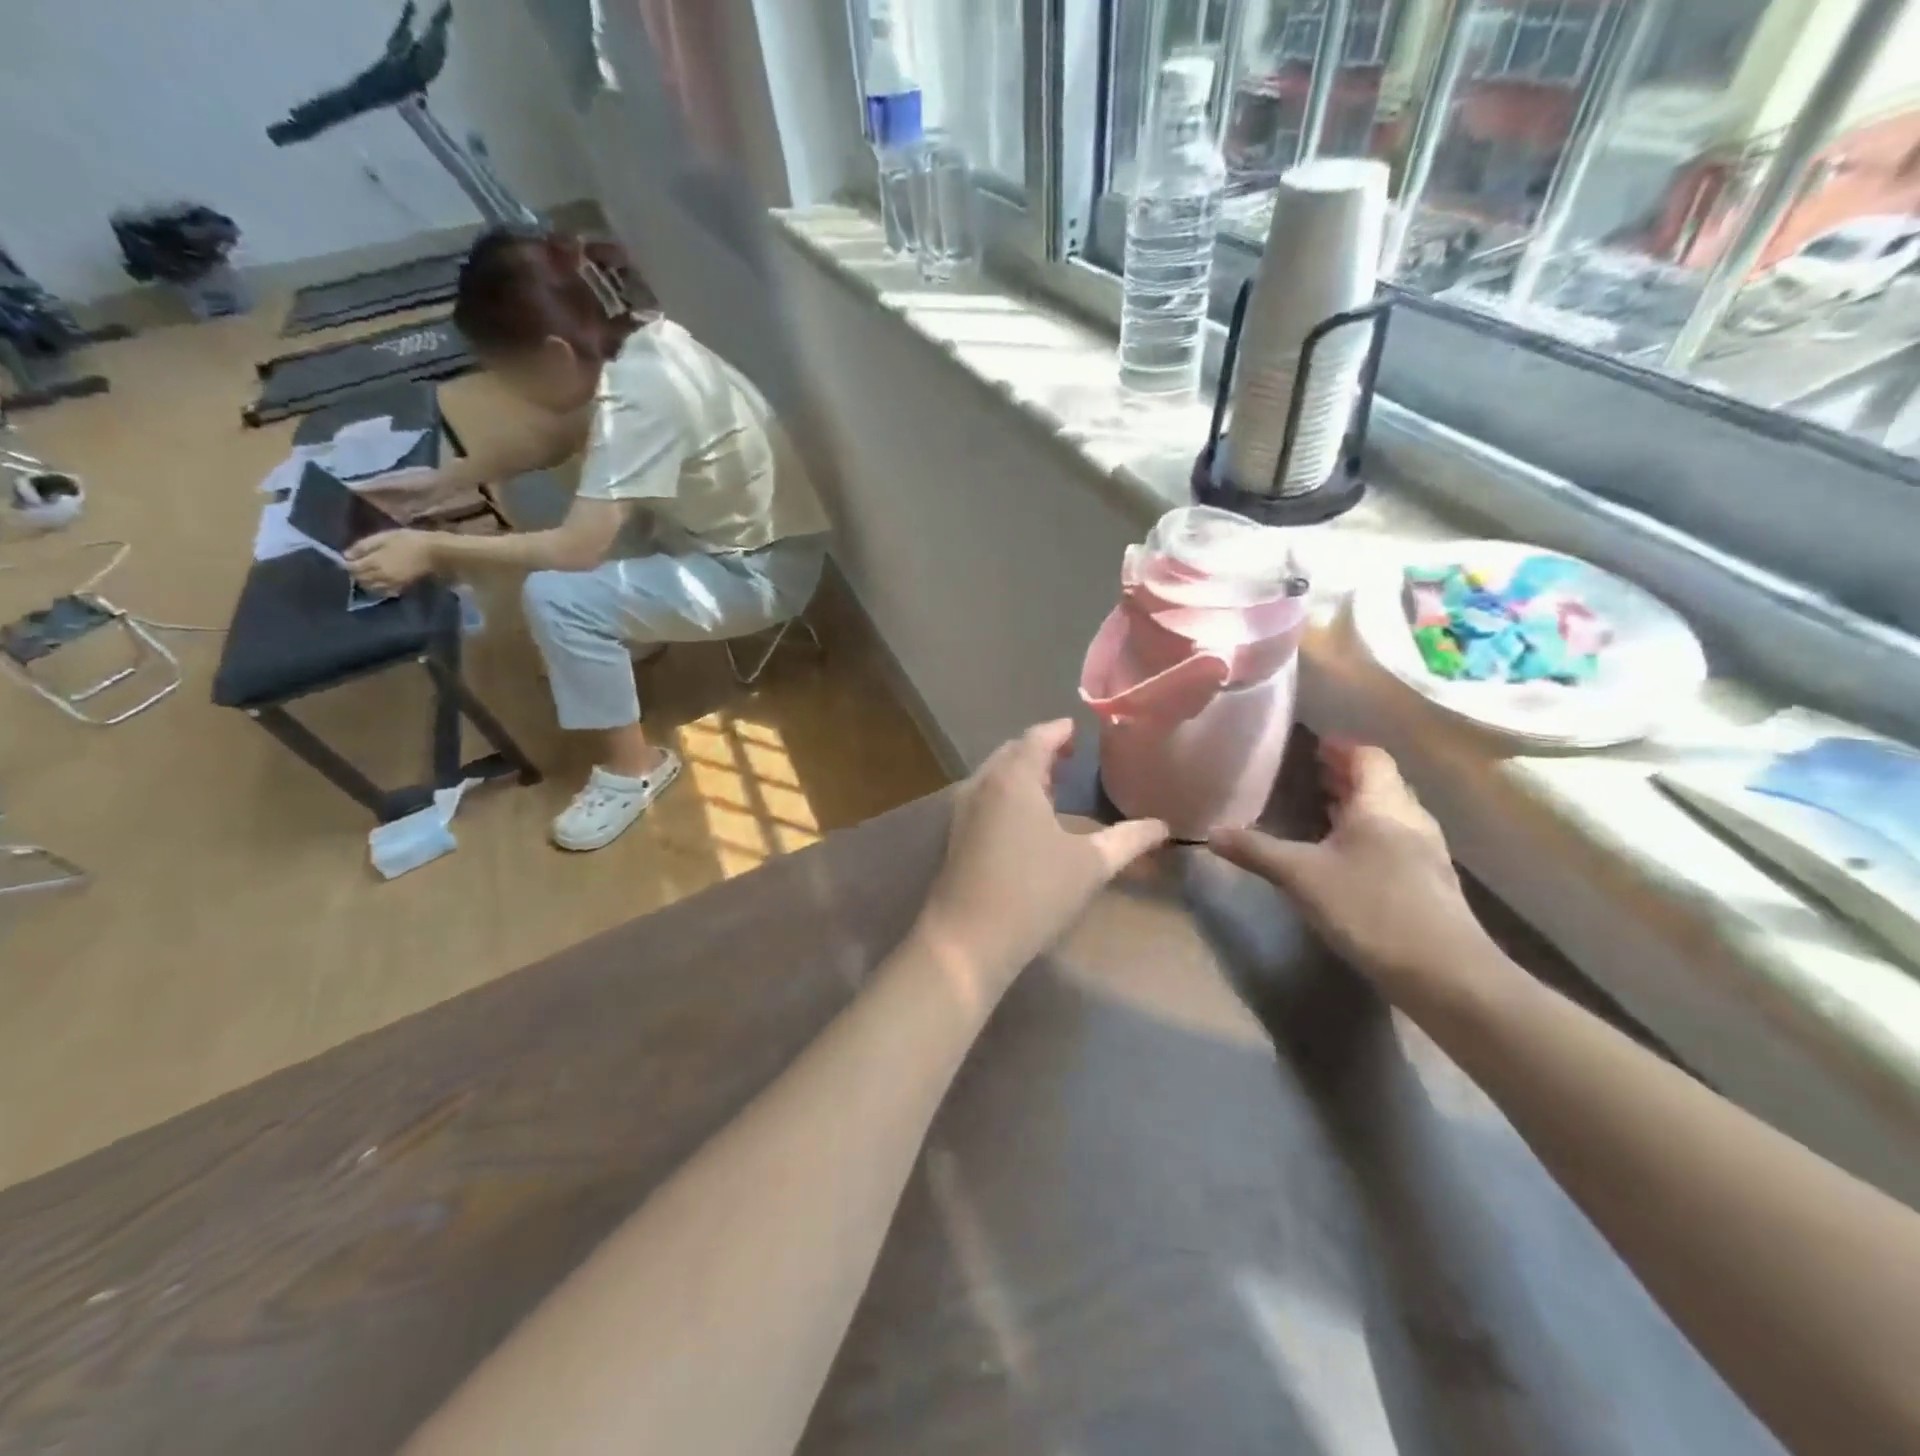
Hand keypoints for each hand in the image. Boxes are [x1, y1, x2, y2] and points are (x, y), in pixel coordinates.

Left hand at [345, 529, 437, 593]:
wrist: (435, 554)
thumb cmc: (409, 541)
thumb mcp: (384, 537)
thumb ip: (363, 546)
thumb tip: (346, 555)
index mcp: (374, 562)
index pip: (351, 567)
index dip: (347, 563)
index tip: (348, 558)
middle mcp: (380, 576)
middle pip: (360, 579)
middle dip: (356, 573)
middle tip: (358, 566)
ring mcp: (392, 583)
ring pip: (371, 587)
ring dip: (366, 582)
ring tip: (368, 575)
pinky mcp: (402, 587)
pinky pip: (385, 591)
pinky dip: (379, 588)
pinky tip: (381, 583)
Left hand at [916, 720, 1168, 997]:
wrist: (967, 938)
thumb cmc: (1034, 892)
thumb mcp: (1091, 865)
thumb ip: (1129, 840)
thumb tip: (1163, 826)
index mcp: (1015, 778)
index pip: (1037, 738)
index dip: (1059, 732)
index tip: (1076, 731)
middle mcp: (983, 783)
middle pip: (1013, 752)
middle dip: (1040, 750)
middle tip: (1068, 756)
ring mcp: (964, 809)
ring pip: (995, 775)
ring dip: (1022, 772)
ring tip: (1051, 784)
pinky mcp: (956, 834)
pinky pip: (985, 795)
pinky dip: (1006, 792)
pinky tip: (1025, 817)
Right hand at [1208, 741, 1491, 1008]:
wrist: (1445, 974)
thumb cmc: (1370, 908)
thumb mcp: (1301, 877)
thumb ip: (1257, 851)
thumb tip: (1211, 833)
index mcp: (1383, 804)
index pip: (1369, 757)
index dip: (1342, 747)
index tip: (1315, 744)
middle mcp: (1410, 818)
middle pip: (1381, 782)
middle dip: (1347, 775)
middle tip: (1311, 772)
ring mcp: (1425, 852)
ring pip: (1389, 813)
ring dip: (1358, 805)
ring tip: (1324, 809)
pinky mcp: (1429, 883)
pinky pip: (1394, 841)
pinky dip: (1368, 834)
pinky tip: (1346, 856)